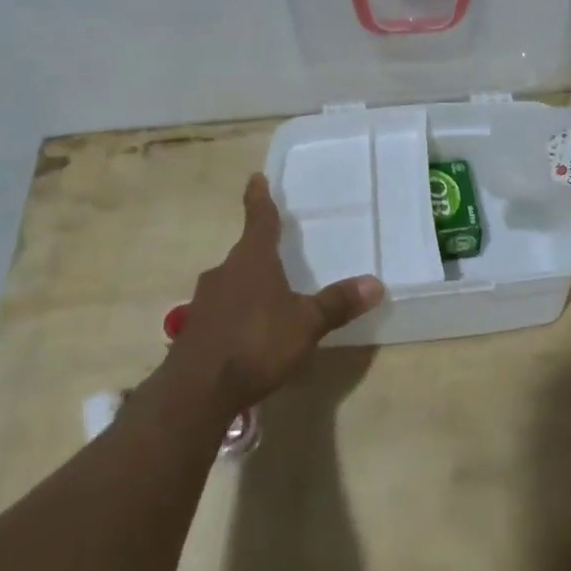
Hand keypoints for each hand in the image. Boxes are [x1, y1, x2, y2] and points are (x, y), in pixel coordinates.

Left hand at [165, 175, 383, 414]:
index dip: (259, 198)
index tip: (255, 177)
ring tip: (268, 296)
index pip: (259, 219)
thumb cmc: (256, 344)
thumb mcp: (306, 324)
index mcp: (253, 260)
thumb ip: (337, 303)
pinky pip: (221, 310)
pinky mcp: (194, 330)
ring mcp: (204, 302)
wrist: (196, 392)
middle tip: (277, 249)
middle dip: (260, 251)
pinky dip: (236, 312)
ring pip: (231, 282)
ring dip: (247, 284)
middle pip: (244, 253)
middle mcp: (225, 272)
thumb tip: (376, 283)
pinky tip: (248, 331)